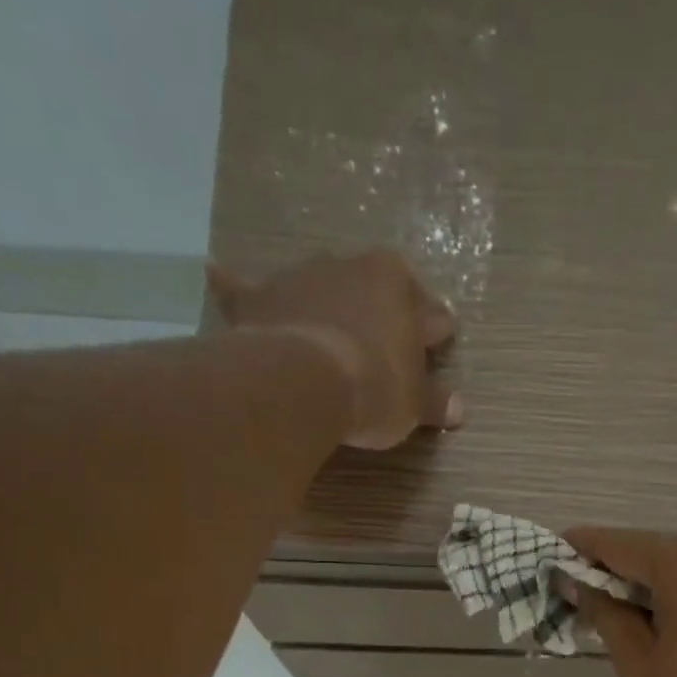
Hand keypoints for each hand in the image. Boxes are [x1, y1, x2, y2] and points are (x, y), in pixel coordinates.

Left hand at [207, 251, 461, 449]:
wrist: (306, 383)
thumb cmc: (375, 387)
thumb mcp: (413, 404)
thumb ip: (435, 402)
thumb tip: (459, 410)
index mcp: (396, 284)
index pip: (427, 310)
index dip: (433, 333)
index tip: (436, 344)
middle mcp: (349, 266)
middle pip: (373, 291)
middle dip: (380, 313)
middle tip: (383, 342)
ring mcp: (300, 276)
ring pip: (318, 286)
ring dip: (323, 302)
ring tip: (323, 326)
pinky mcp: (259, 297)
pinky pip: (243, 288)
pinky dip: (234, 285)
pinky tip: (217, 272)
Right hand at [566, 525, 676, 676]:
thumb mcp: (641, 667)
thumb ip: (605, 614)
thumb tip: (577, 582)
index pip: (615, 543)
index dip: (579, 553)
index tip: (555, 566)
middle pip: (658, 553)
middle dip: (627, 579)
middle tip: (604, 617)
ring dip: (669, 588)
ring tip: (659, 634)